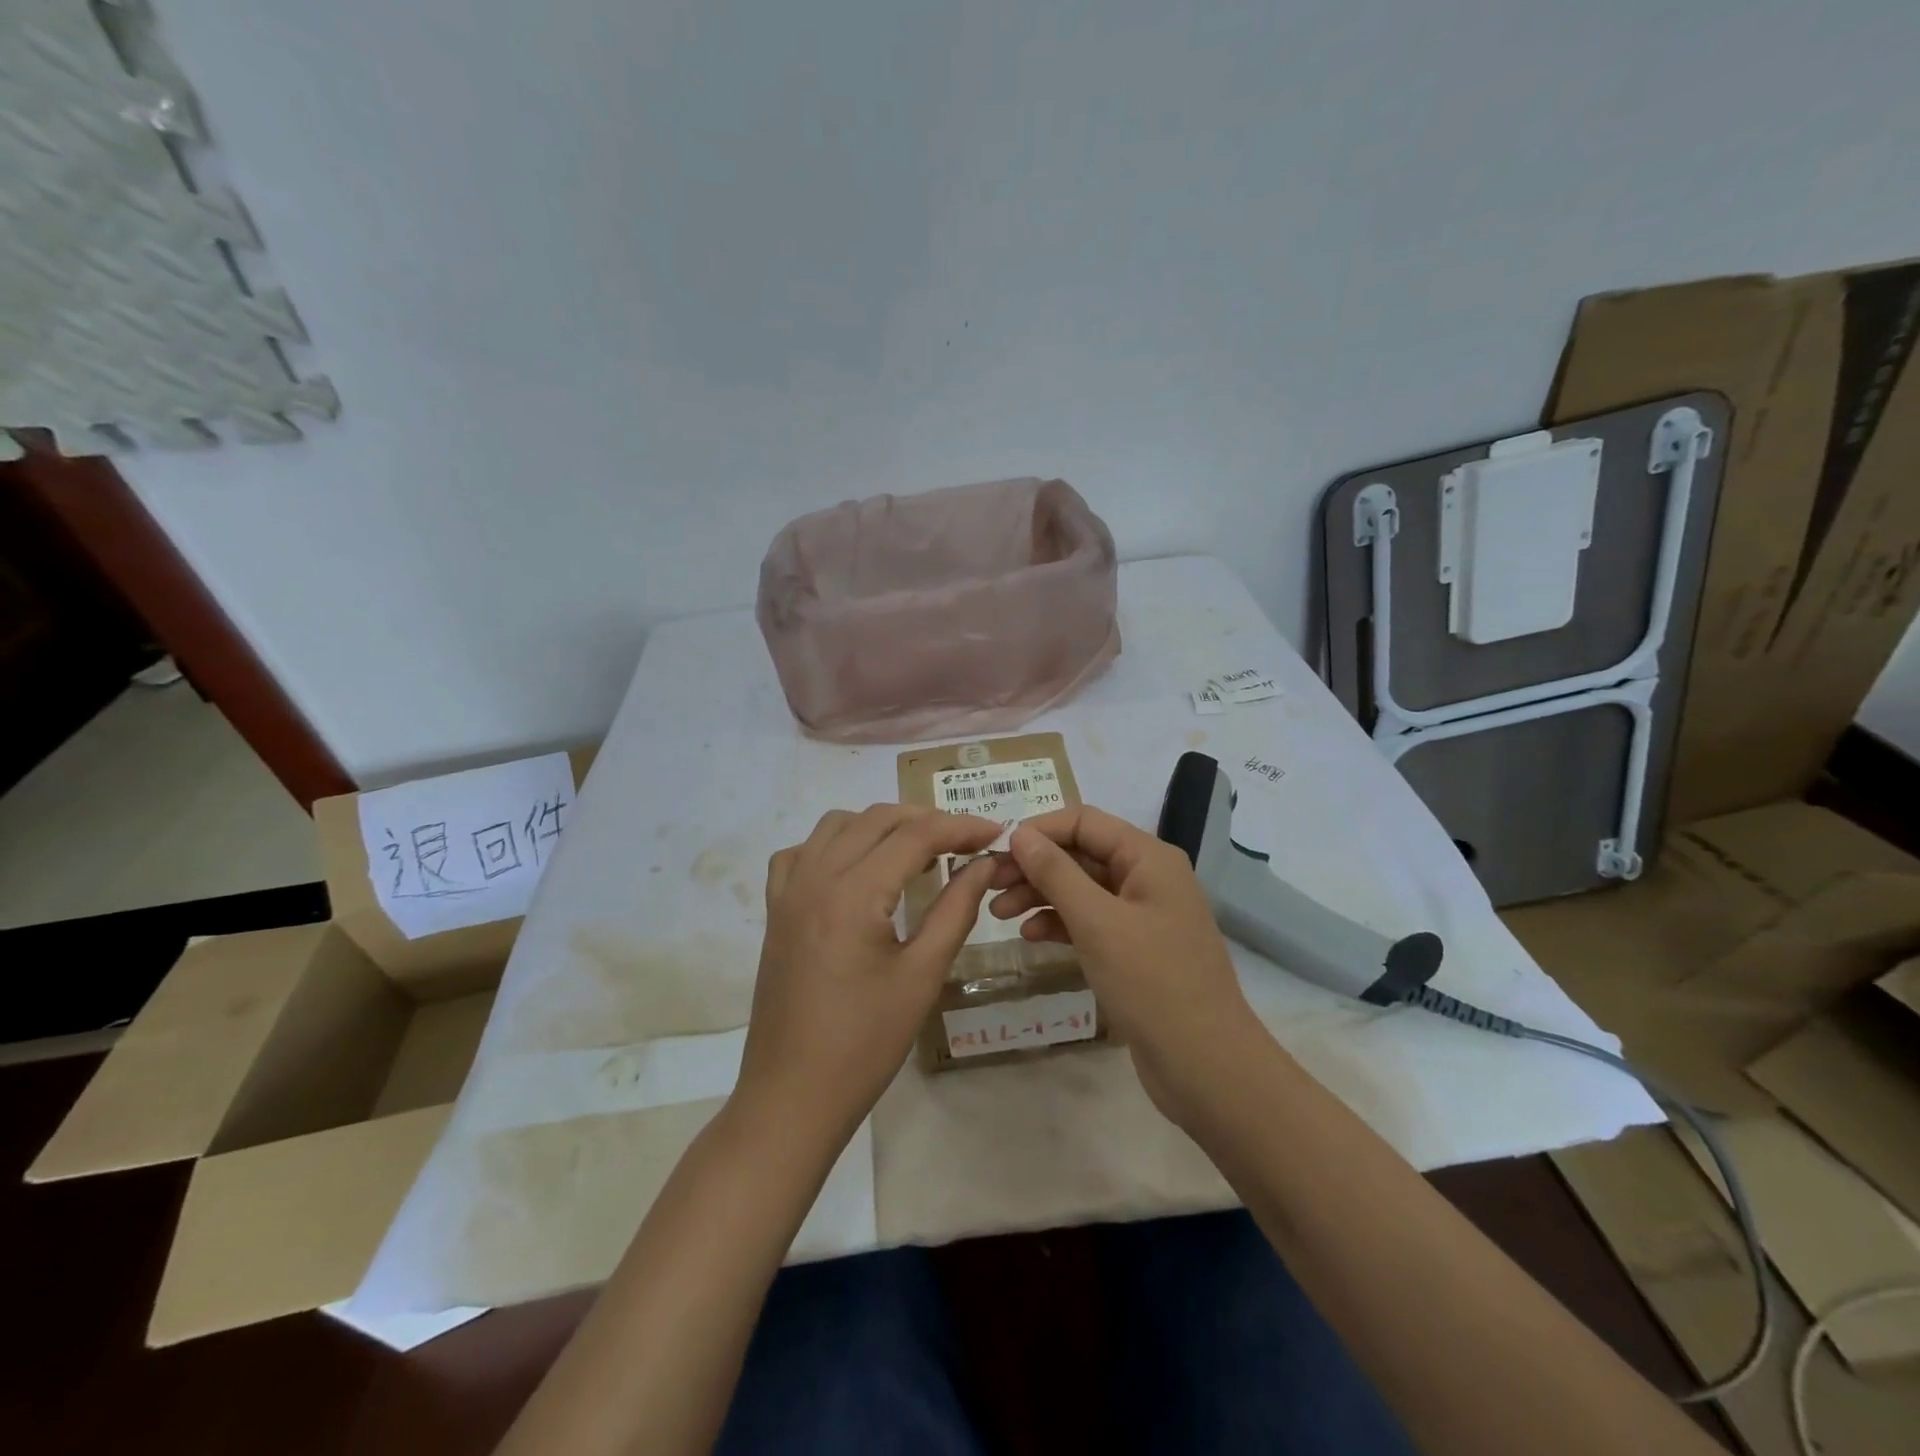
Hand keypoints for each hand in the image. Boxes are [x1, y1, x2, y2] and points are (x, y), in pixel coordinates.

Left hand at [737, 805, 1001, 1142]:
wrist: (792, 1096)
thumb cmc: (865, 1043)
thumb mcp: (922, 976)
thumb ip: (956, 909)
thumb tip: (985, 864)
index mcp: (853, 893)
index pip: (915, 836)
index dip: (960, 827)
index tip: (995, 833)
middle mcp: (815, 877)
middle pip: (876, 819)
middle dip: (926, 821)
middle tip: (965, 844)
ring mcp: (788, 891)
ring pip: (837, 825)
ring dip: (881, 826)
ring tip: (917, 854)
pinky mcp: (775, 910)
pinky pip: (802, 853)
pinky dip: (835, 845)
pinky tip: (857, 871)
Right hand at [986, 805, 1267, 1122]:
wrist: (1205, 1066)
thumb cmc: (1152, 983)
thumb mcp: (1097, 922)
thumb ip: (1056, 873)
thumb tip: (1019, 834)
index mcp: (1148, 858)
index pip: (1084, 822)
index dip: (1038, 830)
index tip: (995, 850)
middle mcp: (1147, 877)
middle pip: (1080, 854)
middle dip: (1034, 866)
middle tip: (987, 884)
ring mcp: (1142, 914)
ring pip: (1081, 888)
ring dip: (1040, 895)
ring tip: (998, 913)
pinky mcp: (1134, 949)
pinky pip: (1090, 921)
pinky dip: (1059, 923)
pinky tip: (1030, 935)